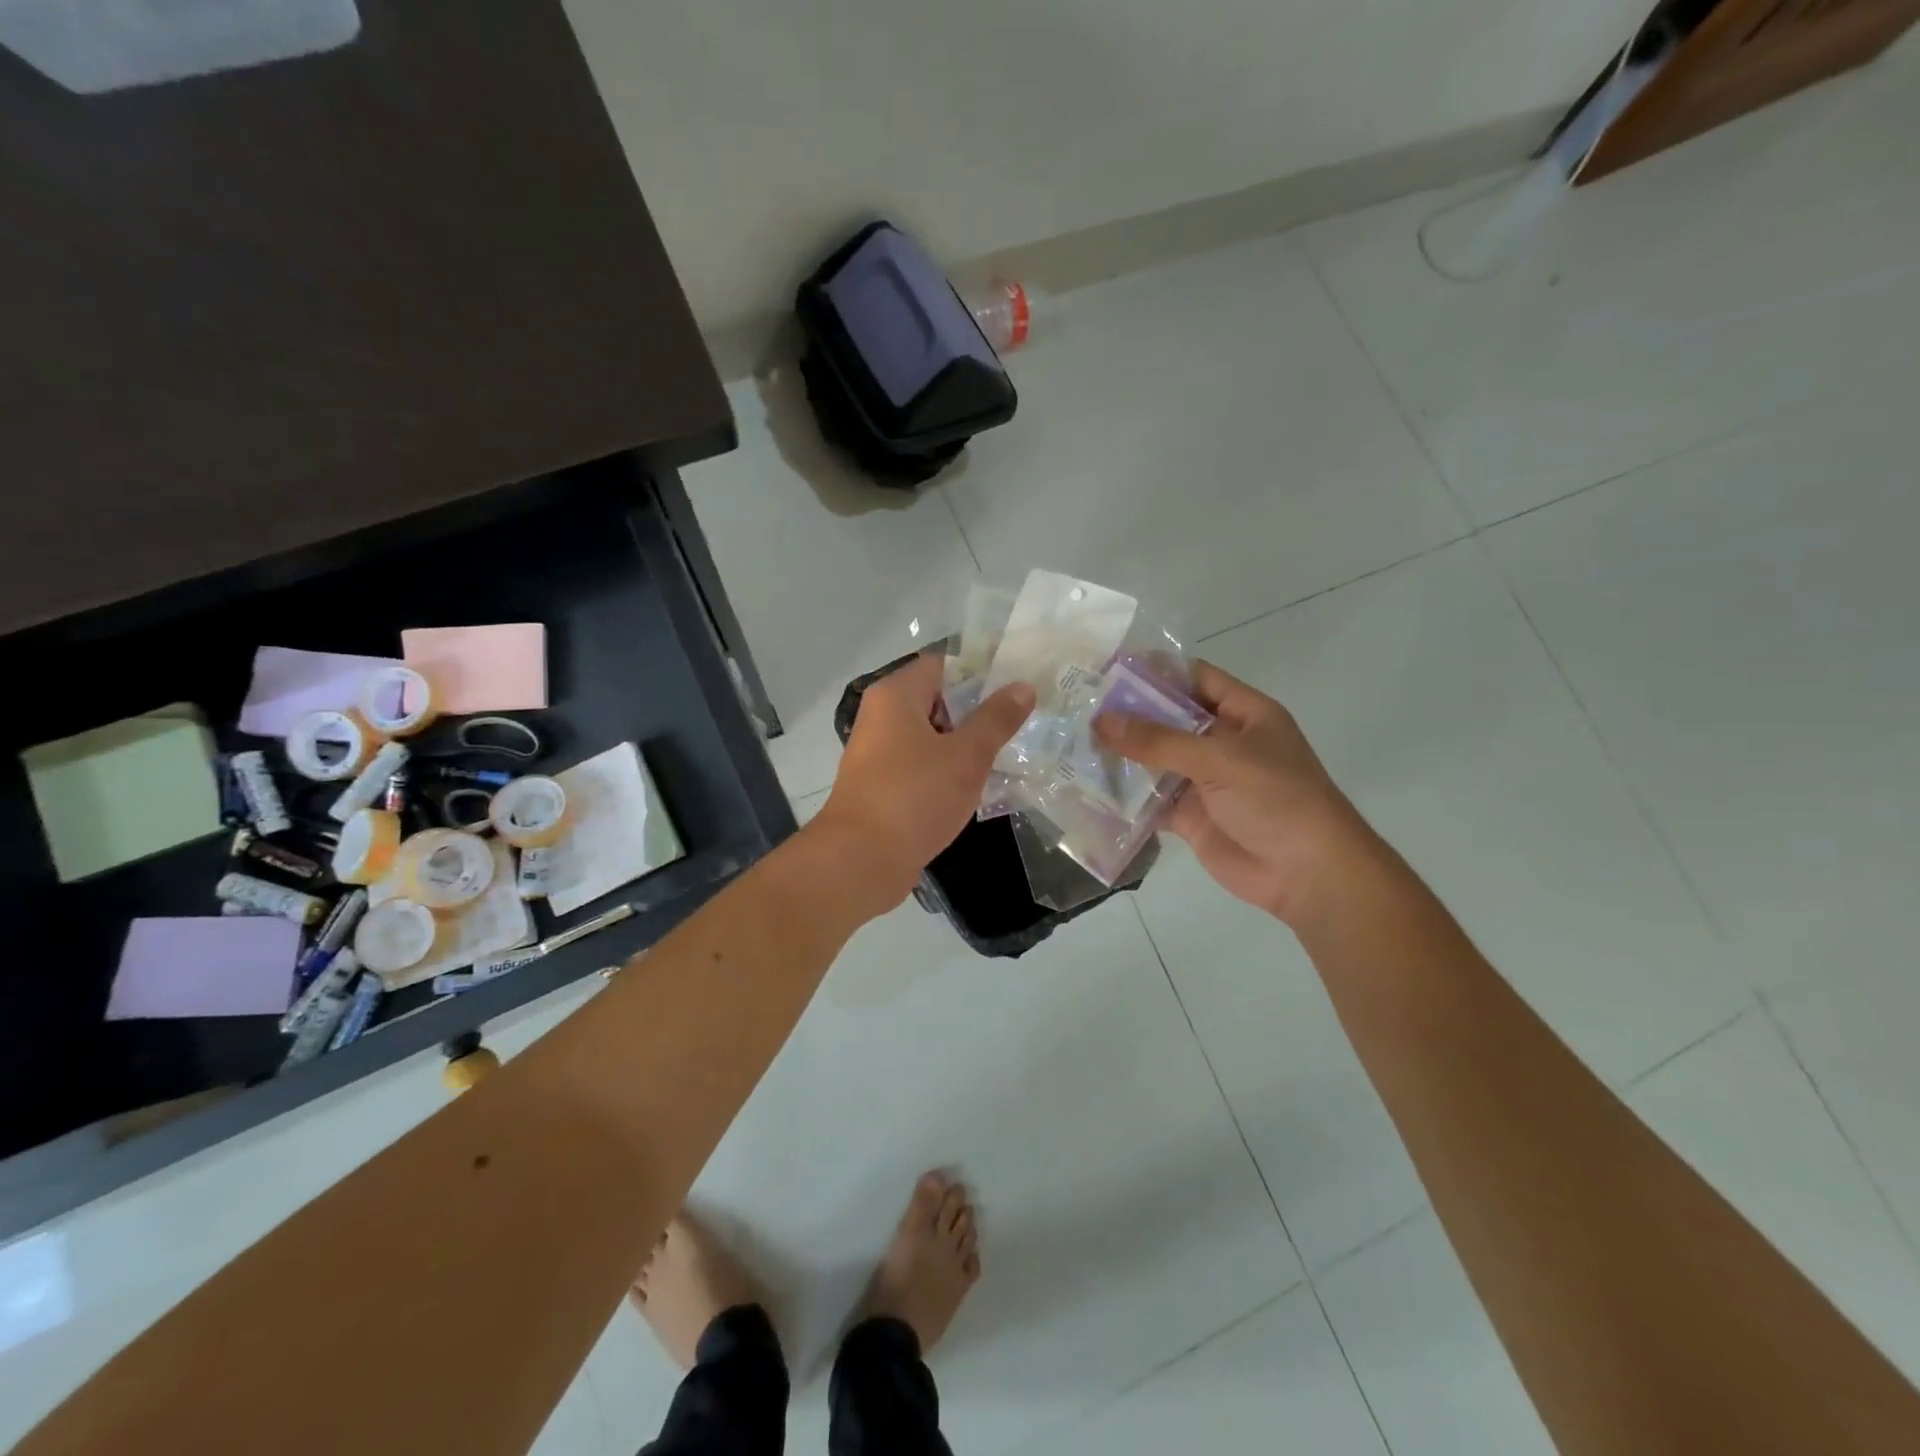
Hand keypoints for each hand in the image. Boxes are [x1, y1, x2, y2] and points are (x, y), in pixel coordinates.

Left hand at [813, 653, 1035, 913]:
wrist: (862, 860)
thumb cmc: (915, 796)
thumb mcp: (966, 756)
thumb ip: (996, 719)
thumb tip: (1022, 686)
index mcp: (896, 695)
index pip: (944, 664)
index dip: (982, 672)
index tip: (1018, 686)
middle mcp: (882, 715)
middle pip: (938, 699)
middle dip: (979, 711)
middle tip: (1022, 722)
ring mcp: (880, 752)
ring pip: (932, 735)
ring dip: (966, 744)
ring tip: (1010, 752)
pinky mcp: (883, 784)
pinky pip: (922, 764)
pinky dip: (948, 769)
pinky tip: (980, 784)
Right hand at [1095, 661, 1370, 922]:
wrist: (1307, 873)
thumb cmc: (1276, 799)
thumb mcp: (1221, 758)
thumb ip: (1159, 740)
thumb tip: (1101, 720)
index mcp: (1244, 714)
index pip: (1195, 679)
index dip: (1155, 672)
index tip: (1108, 670)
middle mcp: (1223, 742)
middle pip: (1169, 719)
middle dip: (1128, 715)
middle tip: (1078, 707)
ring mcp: (1205, 781)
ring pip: (1156, 760)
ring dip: (1122, 755)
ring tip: (1072, 743)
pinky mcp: (1191, 816)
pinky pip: (1152, 800)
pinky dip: (1125, 797)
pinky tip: (1089, 788)